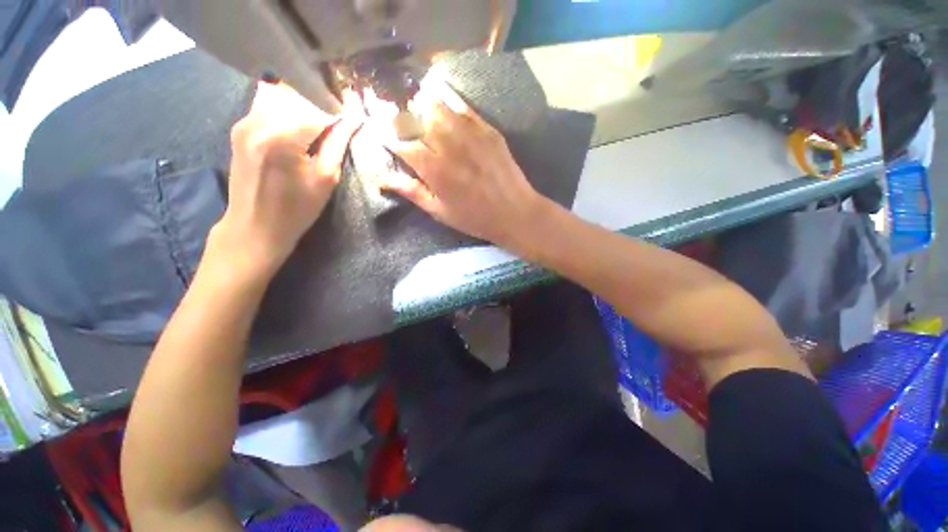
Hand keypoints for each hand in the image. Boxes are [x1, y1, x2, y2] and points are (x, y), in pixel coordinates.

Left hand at [210, 82, 361, 281]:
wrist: (254, 226)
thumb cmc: (296, 210)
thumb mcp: (325, 179)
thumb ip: (338, 144)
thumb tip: (354, 120)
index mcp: (283, 137)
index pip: (319, 110)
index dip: (340, 112)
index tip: (355, 115)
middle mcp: (259, 121)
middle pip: (299, 97)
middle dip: (322, 105)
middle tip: (340, 120)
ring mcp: (245, 121)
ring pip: (282, 96)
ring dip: (304, 105)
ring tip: (321, 123)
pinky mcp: (239, 126)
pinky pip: (267, 104)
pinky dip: (287, 109)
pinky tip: (298, 125)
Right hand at [378, 80, 544, 249]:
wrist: (515, 212)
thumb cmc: (475, 218)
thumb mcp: (440, 212)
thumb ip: (412, 192)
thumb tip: (382, 179)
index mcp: (433, 170)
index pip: (401, 144)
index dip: (388, 138)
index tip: (382, 135)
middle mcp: (448, 146)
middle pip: (415, 119)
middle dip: (401, 117)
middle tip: (396, 118)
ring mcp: (469, 134)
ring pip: (437, 106)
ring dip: (421, 103)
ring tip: (414, 103)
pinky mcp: (487, 129)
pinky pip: (463, 107)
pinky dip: (448, 98)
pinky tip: (440, 93)